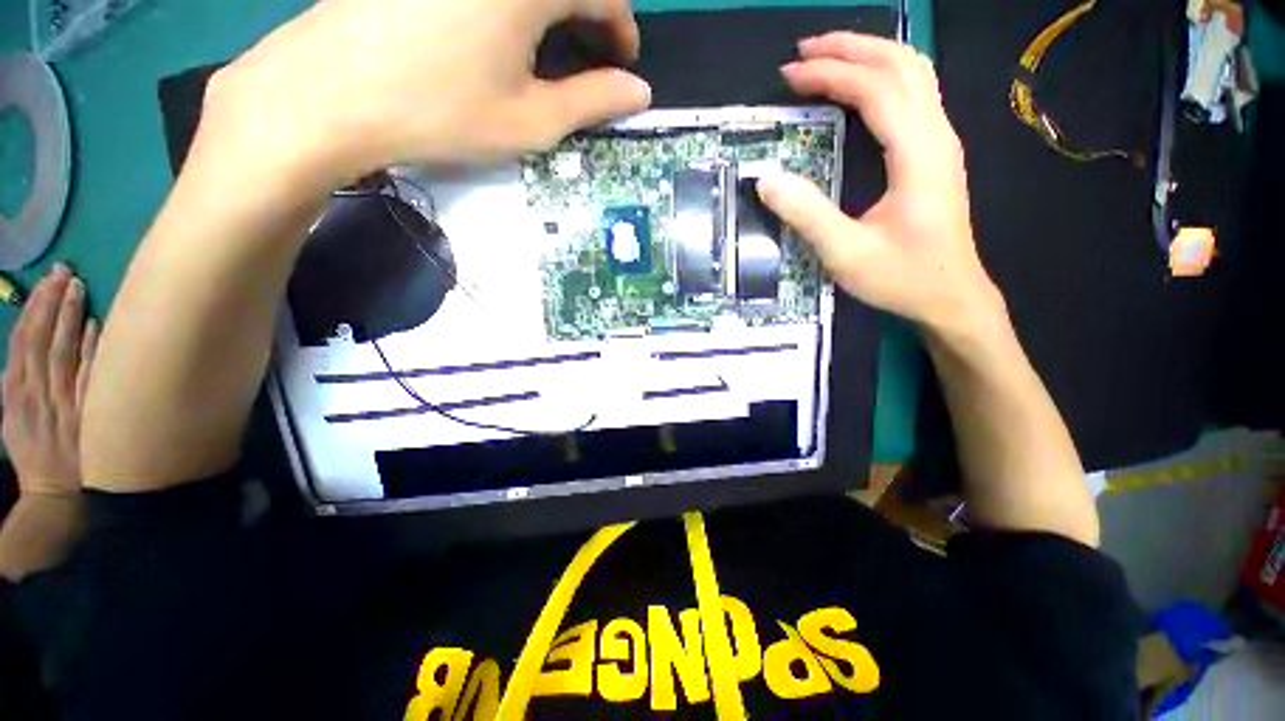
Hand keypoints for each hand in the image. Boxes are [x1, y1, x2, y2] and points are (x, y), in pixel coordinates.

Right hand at [3, 264, 98, 499]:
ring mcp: (64, 400)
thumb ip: (18, 389)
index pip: (25, 340)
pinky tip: (98, 325)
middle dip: (52, 302)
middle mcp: (38, 391)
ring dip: (70, 317)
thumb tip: (24, 355)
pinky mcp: (88, 412)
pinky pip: (90, 375)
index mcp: (16, 393)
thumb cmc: (36, 457)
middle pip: (44, 338)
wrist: (58, 496)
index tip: (47, 282)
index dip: (35, 308)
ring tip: (78, 286)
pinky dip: (92, 348)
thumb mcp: (14, 423)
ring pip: (64, 350)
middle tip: (64, 271)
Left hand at [200, 0, 652, 190]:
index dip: (622, 30)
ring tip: (546, 47)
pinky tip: (498, 30)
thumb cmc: (442, 113)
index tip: (622, 65)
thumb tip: (638, 93)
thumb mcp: (530, 121)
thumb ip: (592, 102)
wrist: (329, 93)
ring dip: (552, 7)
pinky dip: (513, 4)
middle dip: (590, 14)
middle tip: (588, 59)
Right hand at [758, 33, 1003, 337]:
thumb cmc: (902, 278)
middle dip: (849, 48)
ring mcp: (942, 142)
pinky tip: (858, 89)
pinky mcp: (937, 153)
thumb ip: (807, 215)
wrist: (952, 297)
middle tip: (802, 53)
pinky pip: (914, 94)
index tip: (789, 75)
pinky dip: (882, 77)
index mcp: (919, 155)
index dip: (831, 74)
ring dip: (869, 55)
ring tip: (827, 59)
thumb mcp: (846, 254)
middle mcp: (937, 135)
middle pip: (900, 64)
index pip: (876, 89)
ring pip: (913, 72)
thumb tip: (766, 180)